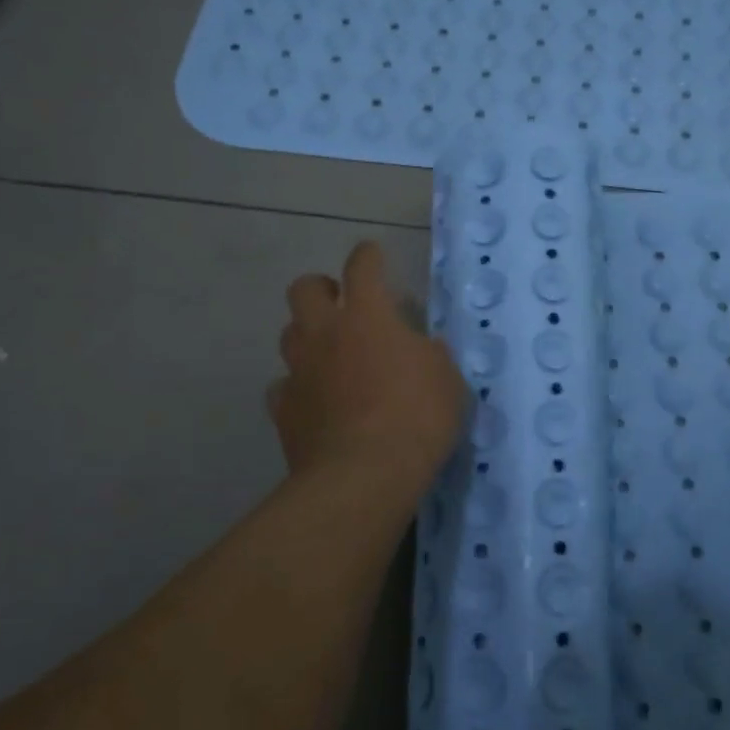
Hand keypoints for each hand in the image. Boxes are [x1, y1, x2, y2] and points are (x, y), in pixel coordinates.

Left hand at [269, 241, 466, 500]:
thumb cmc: (416, 417)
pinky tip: (315, 401)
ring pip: (288, 334)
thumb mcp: (446, 378)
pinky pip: (283, 387)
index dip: (368, 255)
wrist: (364, 476)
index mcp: (368, 315)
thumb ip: (429, 354)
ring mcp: (299, 371)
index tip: (373, 254)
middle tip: (342, 305)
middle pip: (304, 289)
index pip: (362, 266)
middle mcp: (325, 334)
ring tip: (330, 354)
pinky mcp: (283, 410)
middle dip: (321, 289)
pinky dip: (298, 387)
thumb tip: (419, 349)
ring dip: (308, 336)